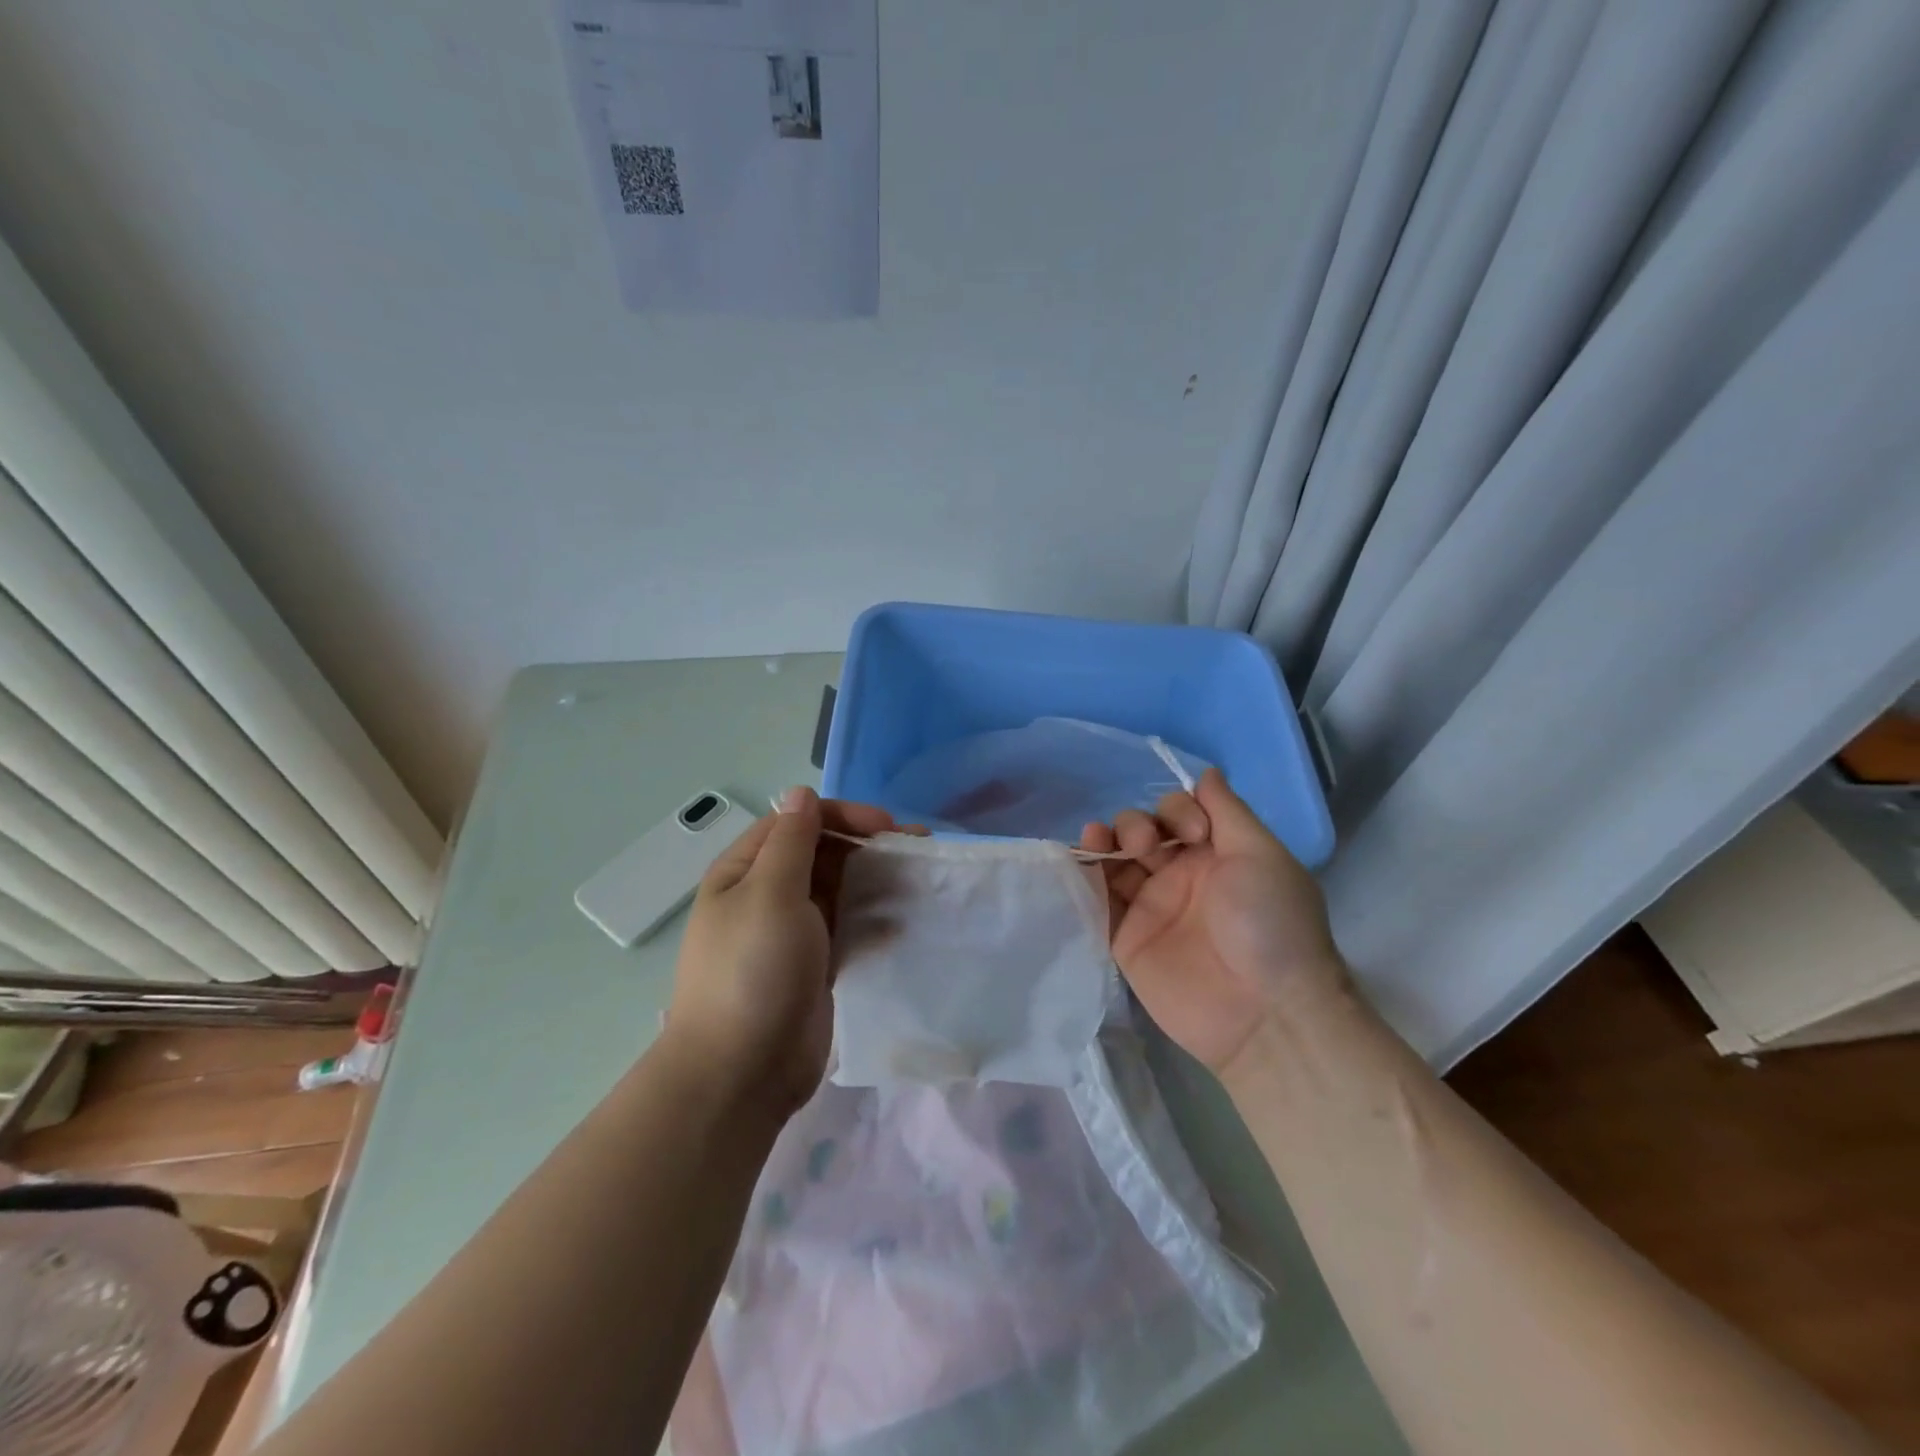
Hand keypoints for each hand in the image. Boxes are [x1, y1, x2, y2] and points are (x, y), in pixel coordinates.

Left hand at [667, 787, 897, 1117]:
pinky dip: (873, 918)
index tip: (887, 828)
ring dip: (875, 879)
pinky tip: (901, 922)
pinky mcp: (815, 964)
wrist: (741, 1073)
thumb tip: (799, 793)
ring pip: (839, 889)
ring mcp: (792, 932)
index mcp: (745, 871)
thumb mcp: (770, 894)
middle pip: (822, 853)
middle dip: (866, 846)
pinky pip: (848, 926)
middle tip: (915, 849)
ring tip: (918, 880)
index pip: (797, 823)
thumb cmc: (752, 971)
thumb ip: (791, 841)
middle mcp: (767, 895)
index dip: (842, 816)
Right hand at [1080, 767, 1347, 1076]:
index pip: (1179, 813)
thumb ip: (1228, 810)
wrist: (1264, 1014)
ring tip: (1097, 840)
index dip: (1176, 811)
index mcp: (1216, 854)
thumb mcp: (1261, 855)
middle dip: (1135, 825)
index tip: (1192, 834)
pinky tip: (1078, 860)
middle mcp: (1181, 876)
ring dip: (1103, 841)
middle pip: (1141, 831)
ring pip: (1115, 861)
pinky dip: (1085, 878)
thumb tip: (1206, 771)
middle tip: (1146, 846)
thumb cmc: (1270, 924)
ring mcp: (1152, 907)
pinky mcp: (1126, 939)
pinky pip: (1099, 900)